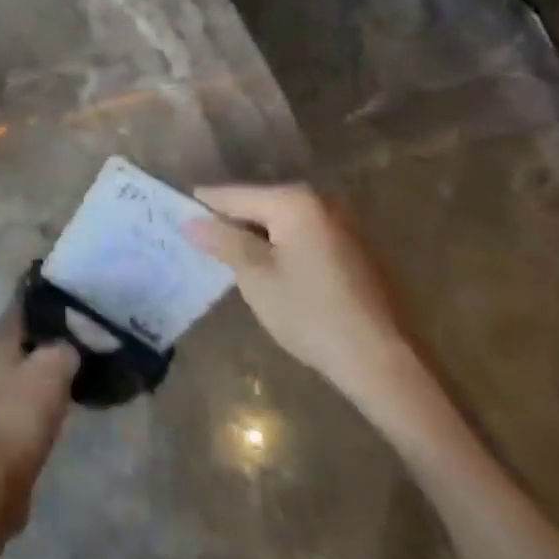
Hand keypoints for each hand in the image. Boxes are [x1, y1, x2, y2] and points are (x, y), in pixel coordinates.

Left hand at [0, 306, 78, 529]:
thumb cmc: (22, 412)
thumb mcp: (54, 368)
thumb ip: (66, 348)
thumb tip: (71, 346)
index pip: (22, 302)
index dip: (46, 296)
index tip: (72, 294)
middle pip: (24, 334)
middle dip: (49, 332)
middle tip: (82, 332)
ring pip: (24, 363)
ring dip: (46, 363)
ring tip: (78, 363)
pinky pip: (24, 392)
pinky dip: (41, 390)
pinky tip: (63, 396)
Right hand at [184, 184, 413, 404]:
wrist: (383, 363)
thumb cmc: (311, 314)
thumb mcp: (256, 277)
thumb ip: (223, 241)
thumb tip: (191, 220)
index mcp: (294, 201)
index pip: (233, 195)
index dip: (203, 206)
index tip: (175, 213)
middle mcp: (319, 202)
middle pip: (258, 204)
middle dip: (230, 221)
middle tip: (199, 239)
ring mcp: (340, 225)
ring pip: (280, 222)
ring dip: (255, 236)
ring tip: (226, 254)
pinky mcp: (352, 250)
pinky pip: (301, 237)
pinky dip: (280, 247)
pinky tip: (266, 269)